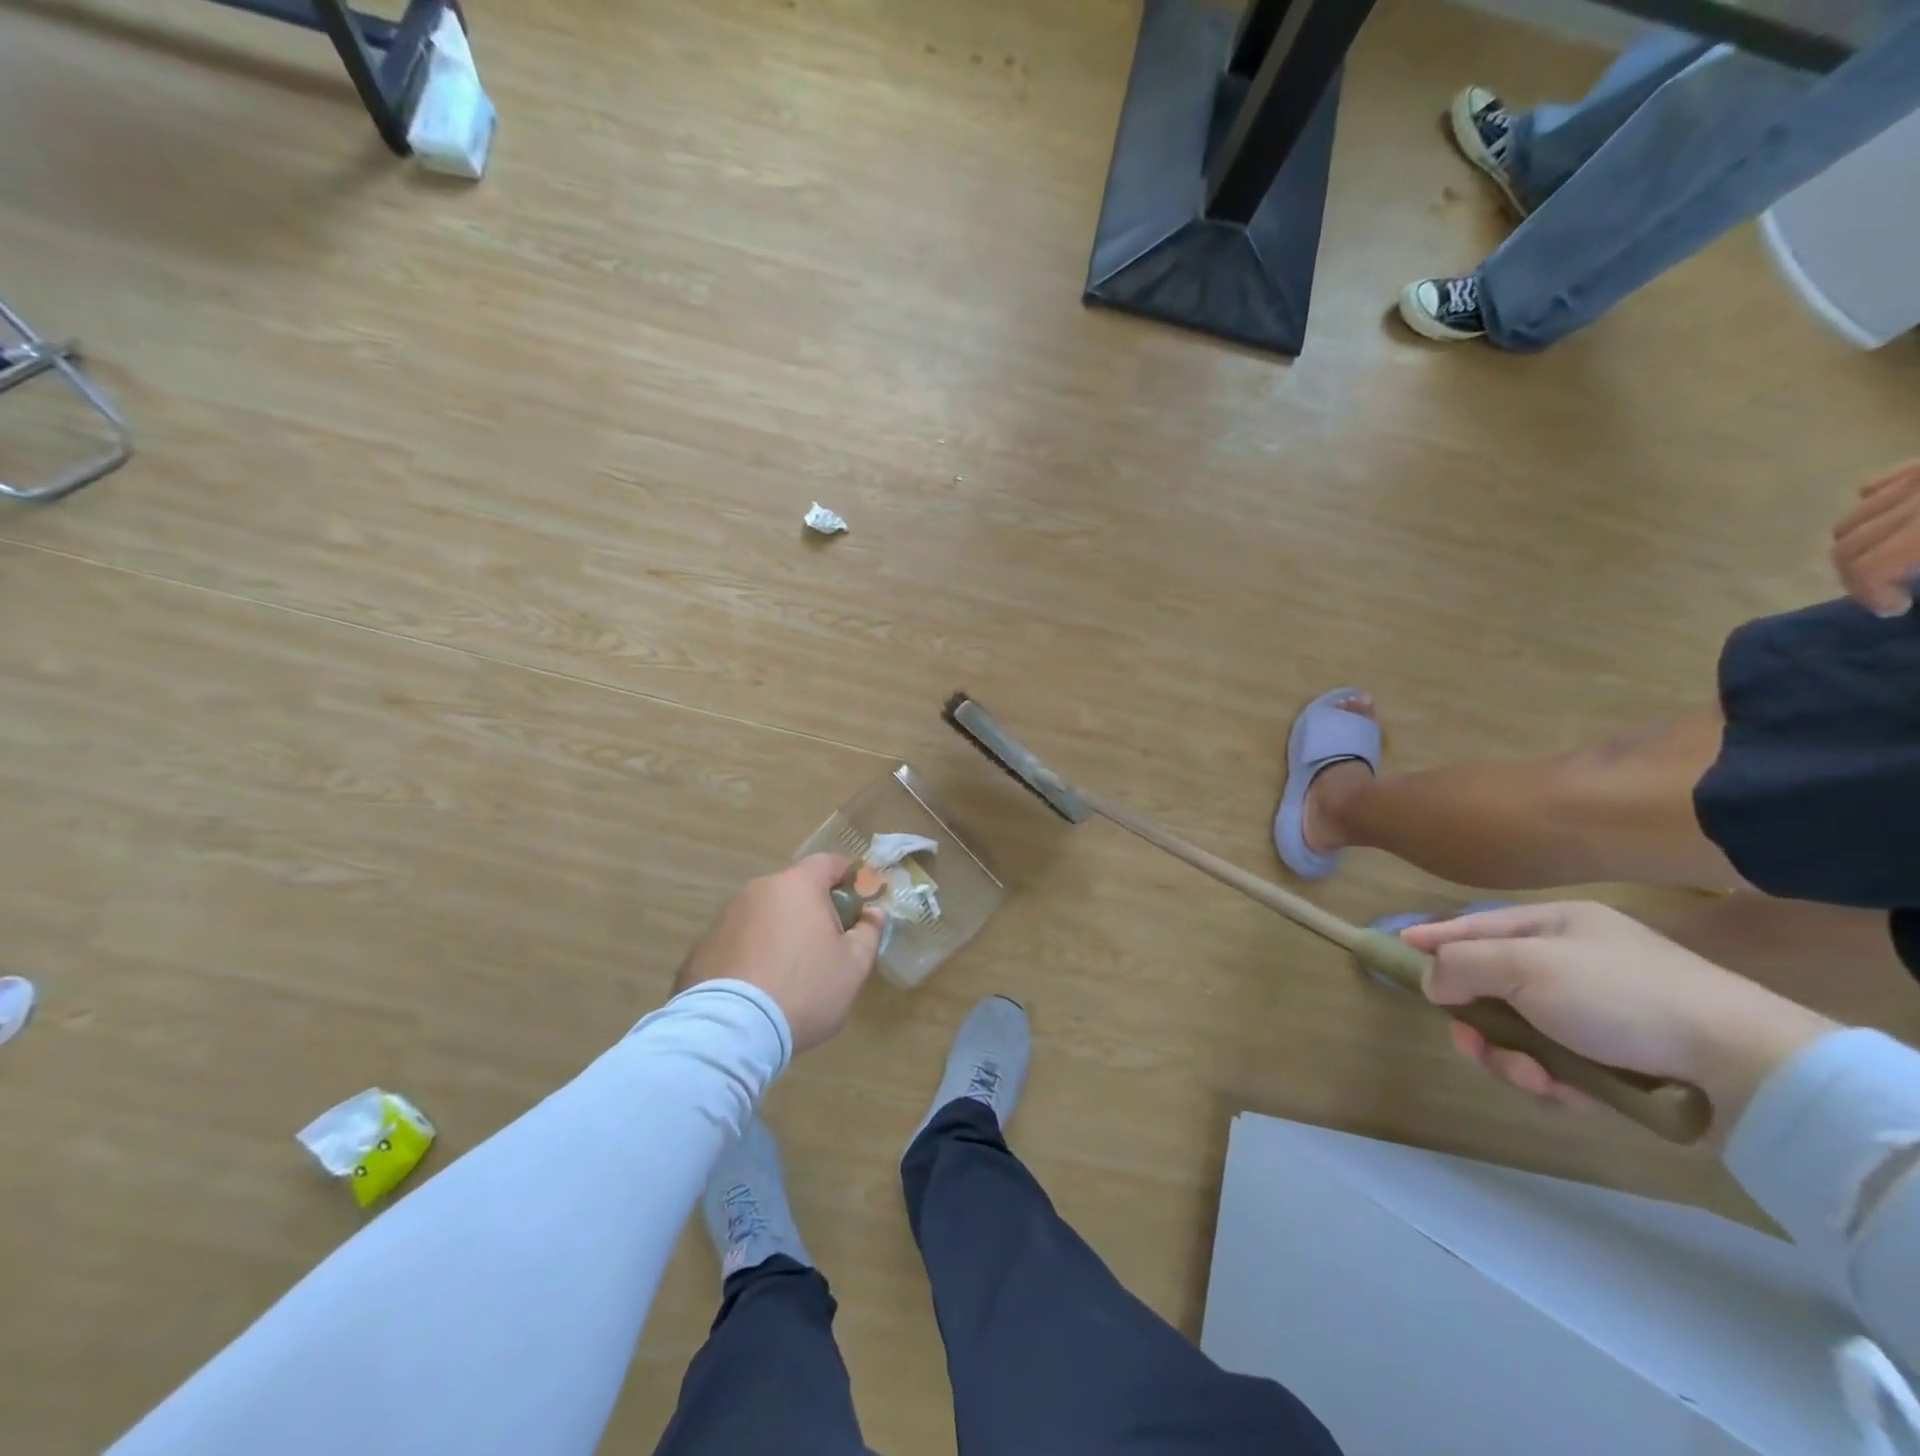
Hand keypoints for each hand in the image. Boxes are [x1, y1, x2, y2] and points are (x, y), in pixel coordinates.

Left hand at [675, 854, 885, 1053]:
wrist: (730, 1032)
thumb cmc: (804, 990)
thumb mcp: (853, 967)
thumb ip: (868, 932)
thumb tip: (874, 912)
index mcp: (797, 886)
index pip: (828, 863)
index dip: (848, 877)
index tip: (859, 902)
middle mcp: (758, 890)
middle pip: (793, 889)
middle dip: (812, 909)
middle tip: (826, 945)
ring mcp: (724, 917)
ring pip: (763, 915)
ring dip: (779, 932)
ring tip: (788, 973)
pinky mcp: (700, 947)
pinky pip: (737, 941)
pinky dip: (750, 954)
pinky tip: (756, 988)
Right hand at [1400, 902, 1835, 1140]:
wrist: (1741, 1066)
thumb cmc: (1618, 995)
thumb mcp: (1525, 966)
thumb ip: (1462, 965)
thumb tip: (1430, 979)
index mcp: (1558, 926)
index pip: (1479, 925)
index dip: (1437, 937)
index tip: (1399, 948)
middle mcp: (1575, 965)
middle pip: (1494, 986)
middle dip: (1476, 1018)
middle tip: (1467, 1040)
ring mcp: (1599, 1015)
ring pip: (1521, 1033)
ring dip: (1512, 1057)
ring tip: (1528, 1076)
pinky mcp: (1620, 1062)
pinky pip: (1557, 1066)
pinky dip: (1550, 1081)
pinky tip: (1561, 1092)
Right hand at [1832, 460, 1919, 616]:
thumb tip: (1902, 581)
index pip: (1867, 567)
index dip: (1867, 594)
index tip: (1893, 609)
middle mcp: (1912, 499)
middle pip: (1846, 546)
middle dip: (1855, 576)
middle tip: (1884, 591)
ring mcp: (1914, 476)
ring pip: (1851, 519)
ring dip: (1859, 546)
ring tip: (1890, 558)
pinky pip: (1875, 484)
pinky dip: (1871, 506)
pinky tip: (1895, 519)